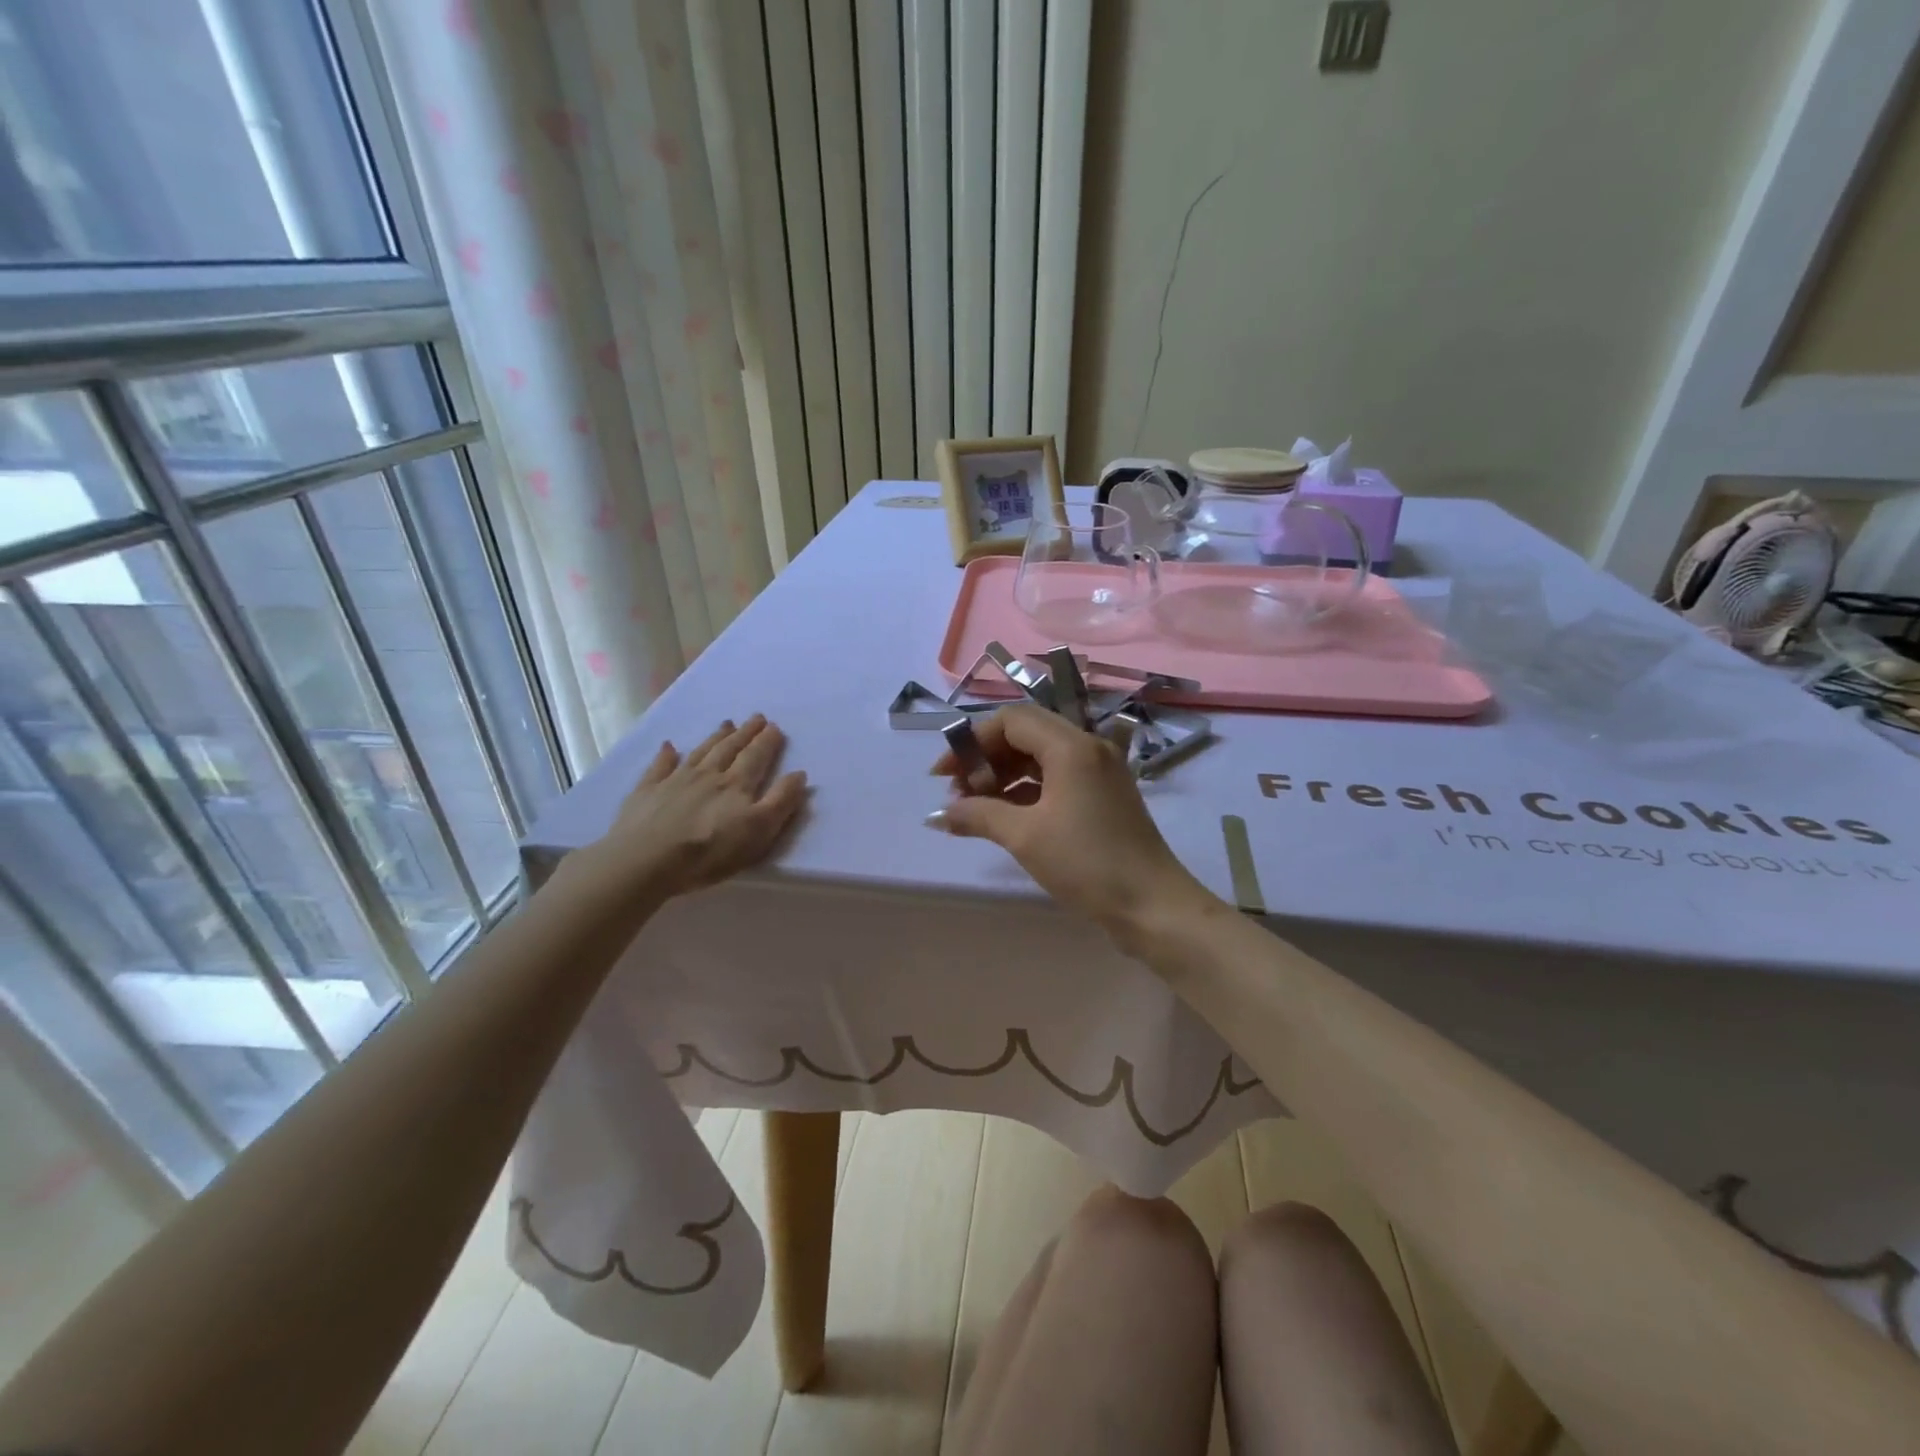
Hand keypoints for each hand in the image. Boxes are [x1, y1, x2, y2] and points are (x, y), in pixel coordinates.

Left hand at [577, 715, 808, 902]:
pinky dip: (666, 755)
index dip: (767, 742)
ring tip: (726, 723)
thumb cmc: (710, 851)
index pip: (756, 757)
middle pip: (730, 749)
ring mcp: (675, 780)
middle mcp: (708, 775)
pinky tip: (668, 746)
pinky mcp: (648, 791)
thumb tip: (799, 773)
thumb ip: (781, 801)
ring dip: (716, 737)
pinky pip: (659, 766)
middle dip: (746, 733)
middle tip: (756, 717)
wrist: (647, 860)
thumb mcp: (759, 831)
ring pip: (701, 752)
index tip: (775, 726)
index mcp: (737, 785)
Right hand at [927, 705, 1213, 937]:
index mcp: (1071, 746)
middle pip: (1026, 734)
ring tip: (976, 808)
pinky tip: (1005, 815)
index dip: (972, 741)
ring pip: (1041, 757)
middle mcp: (1088, 748)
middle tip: (958, 792)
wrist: (1152, 905)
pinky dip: (1028, 790)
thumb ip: (978, 815)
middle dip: (986, 758)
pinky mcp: (1104, 795)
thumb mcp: (1024, 837)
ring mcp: (1100, 771)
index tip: (943, 775)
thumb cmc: (1086, 863)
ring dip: (1005, 775)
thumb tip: (940, 815)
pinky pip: (1057, 777)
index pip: (1011, 721)